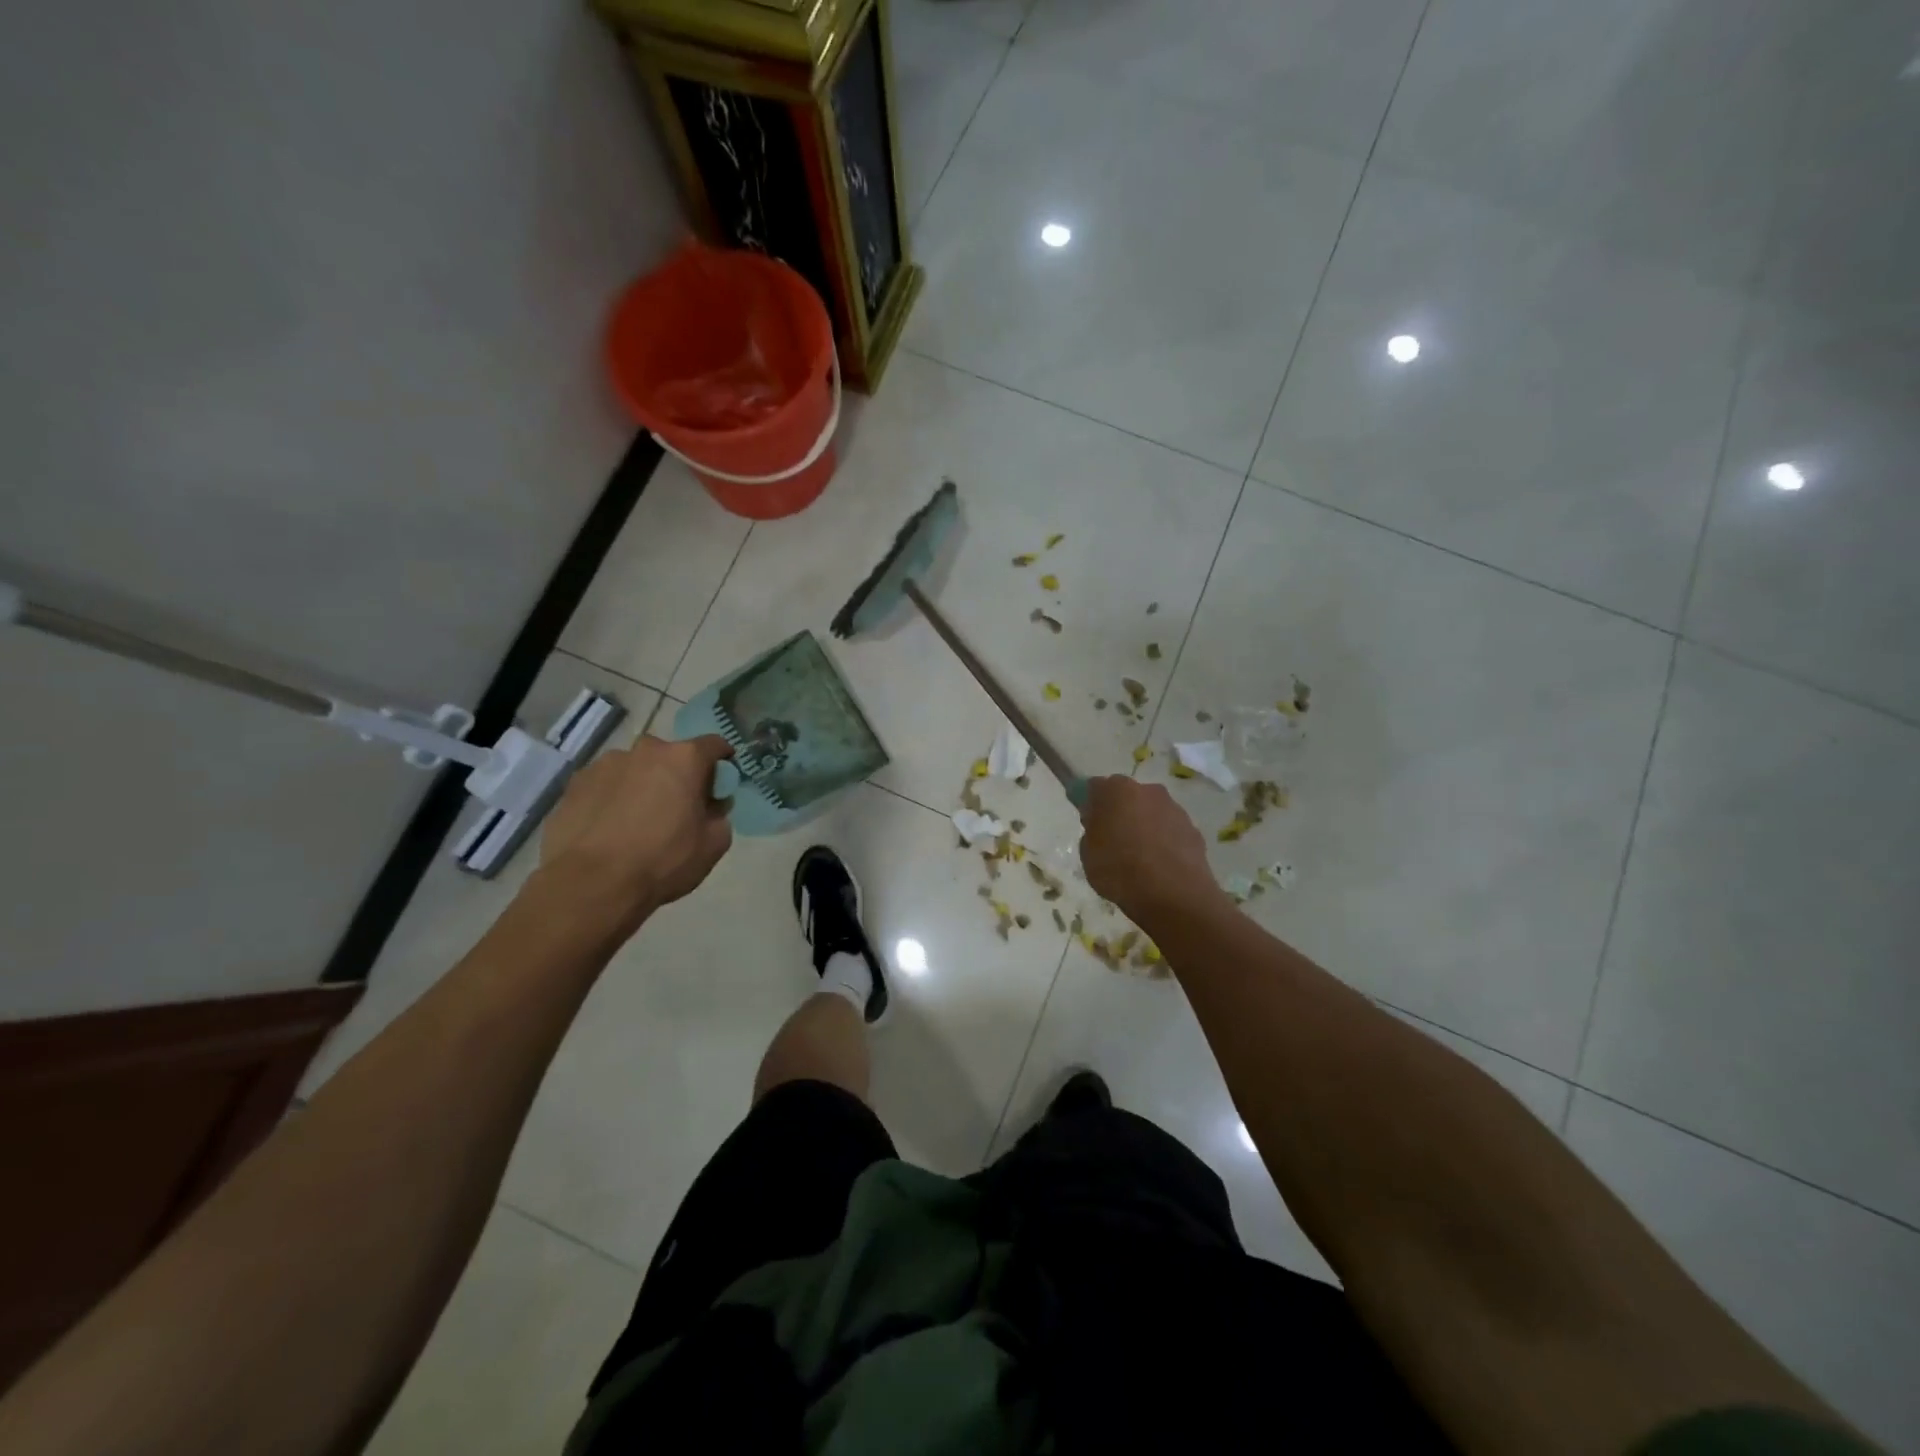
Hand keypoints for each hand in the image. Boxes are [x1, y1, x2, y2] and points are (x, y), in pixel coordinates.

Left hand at [538, 735, 734, 925]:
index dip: (722, 762)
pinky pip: (605, 784)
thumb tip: (711, 806)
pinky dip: (612, 797)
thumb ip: (719, 816)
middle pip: (671, 755)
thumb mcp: (713, 845)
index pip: (714, 745)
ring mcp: (605, 763)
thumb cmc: (662, 861)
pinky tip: (609, 828)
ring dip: (642, 784)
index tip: (720, 784)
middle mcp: (645, 750)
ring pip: (635, 768)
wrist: (591, 885)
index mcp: (684, 759)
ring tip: (636, 821)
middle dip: (677, 775)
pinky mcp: (575, 783)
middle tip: (677, 807)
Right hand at [1078, 776, 1220, 924]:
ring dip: (1145, 826)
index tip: (1089, 823)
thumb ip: (1092, 830)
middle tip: (1113, 840)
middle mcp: (1148, 790)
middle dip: (1120, 812)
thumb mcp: (1088, 853)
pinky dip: (1164, 842)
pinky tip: (1159, 866)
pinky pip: (1170, 831)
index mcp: (1116, 790)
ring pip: (1152, 812)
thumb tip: (1101, 824)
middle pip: (1128, 797)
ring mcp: (1175, 809)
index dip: (1091, 805)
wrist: (1173, 895)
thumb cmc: (1119, 870)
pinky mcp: (1194, 830)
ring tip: (1139, 858)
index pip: (1095, 788)